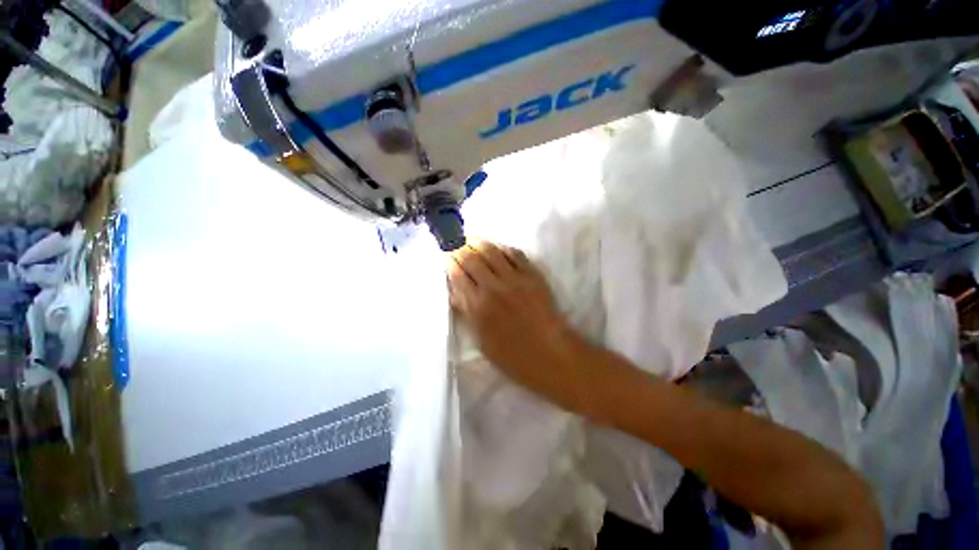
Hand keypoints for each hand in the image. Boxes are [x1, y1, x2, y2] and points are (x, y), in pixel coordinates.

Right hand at [448, 239, 579, 399]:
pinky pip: (515, 253)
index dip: (450, 262)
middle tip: (456, 245)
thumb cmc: (511, 354)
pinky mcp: (532, 275)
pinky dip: (502, 248)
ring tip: (472, 240)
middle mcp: (493, 287)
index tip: (447, 257)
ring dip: (478, 242)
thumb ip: (466, 311)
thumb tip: (455, 290)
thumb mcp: (480, 339)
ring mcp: (514, 278)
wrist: (549, 353)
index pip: (457, 274)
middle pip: (471, 257)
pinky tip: (497, 248)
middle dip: (459, 247)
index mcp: (477, 306)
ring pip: (491, 250)